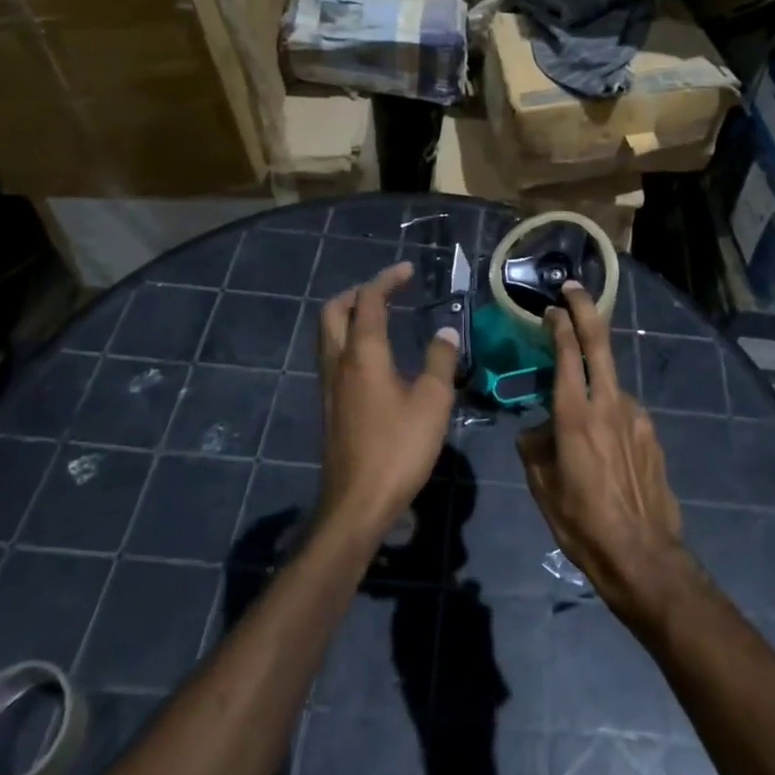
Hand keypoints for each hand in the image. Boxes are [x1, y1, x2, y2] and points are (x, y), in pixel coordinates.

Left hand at [316, 261, 457, 540]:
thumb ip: (440, 360)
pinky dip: (350, 340)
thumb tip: (445, 331)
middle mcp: (338, 362)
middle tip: (388, 291)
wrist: (356, 504)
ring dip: (351, 316)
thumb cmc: (398, 448)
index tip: (407, 270)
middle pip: (334, 311)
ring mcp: (329, 385)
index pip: (369, 301)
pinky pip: (334, 356)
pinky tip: (375, 358)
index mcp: (363, 353)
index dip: (387, 279)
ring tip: (382, 318)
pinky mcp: (330, 406)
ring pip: (329, 334)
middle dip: (358, 292)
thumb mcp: (433, 402)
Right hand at [517, 283, 692, 630]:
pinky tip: (604, 444)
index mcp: (575, 414)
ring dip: (594, 378)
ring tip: (579, 414)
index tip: (550, 308)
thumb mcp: (542, 486)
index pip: (566, 352)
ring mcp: (636, 416)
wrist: (644, 556)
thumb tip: (537, 429)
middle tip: (572, 289)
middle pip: (598, 342)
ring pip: (610, 381)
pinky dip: (609, 411)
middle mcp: (609, 403)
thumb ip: (535, 446)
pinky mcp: (652, 433)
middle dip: (585, 309)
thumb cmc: (582, 523)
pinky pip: (624, 411)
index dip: (559, 323)